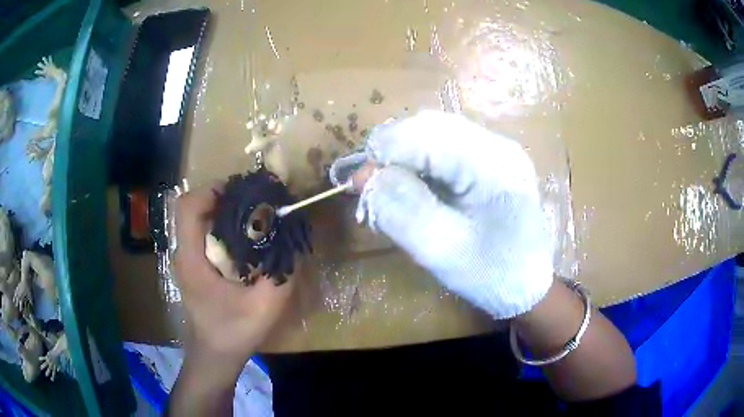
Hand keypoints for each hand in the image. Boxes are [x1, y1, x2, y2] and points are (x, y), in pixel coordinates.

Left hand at [174, 185, 293, 380]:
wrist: (214, 355)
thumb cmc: (234, 333)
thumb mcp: (265, 307)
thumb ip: (282, 274)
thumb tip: (293, 240)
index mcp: (193, 260)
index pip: (187, 207)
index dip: (211, 191)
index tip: (241, 194)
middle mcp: (184, 253)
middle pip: (194, 208)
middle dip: (223, 198)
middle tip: (254, 204)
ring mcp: (186, 258)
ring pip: (198, 218)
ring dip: (223, 211)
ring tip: (252, 218)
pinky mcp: (193, 264)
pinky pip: (203, 233)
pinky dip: (222, 227)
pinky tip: (244, 240)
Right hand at [355, 110, 552, 318]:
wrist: (527, 285)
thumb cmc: (491, 275)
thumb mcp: (441, 251)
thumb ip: (402, 211)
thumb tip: (366, 176)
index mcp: (494, 165)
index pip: (426, 136)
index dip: (384, 152)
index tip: (359, 184)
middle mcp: (498, 145)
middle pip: (430, 126)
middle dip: (392, 150)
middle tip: (370, 186)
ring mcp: (497, 149)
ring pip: (434, 132)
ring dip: (403, 154)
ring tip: (387, 187)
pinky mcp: (491, 159)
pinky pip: (445, 146)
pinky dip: (419, 161)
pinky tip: (411, 184)